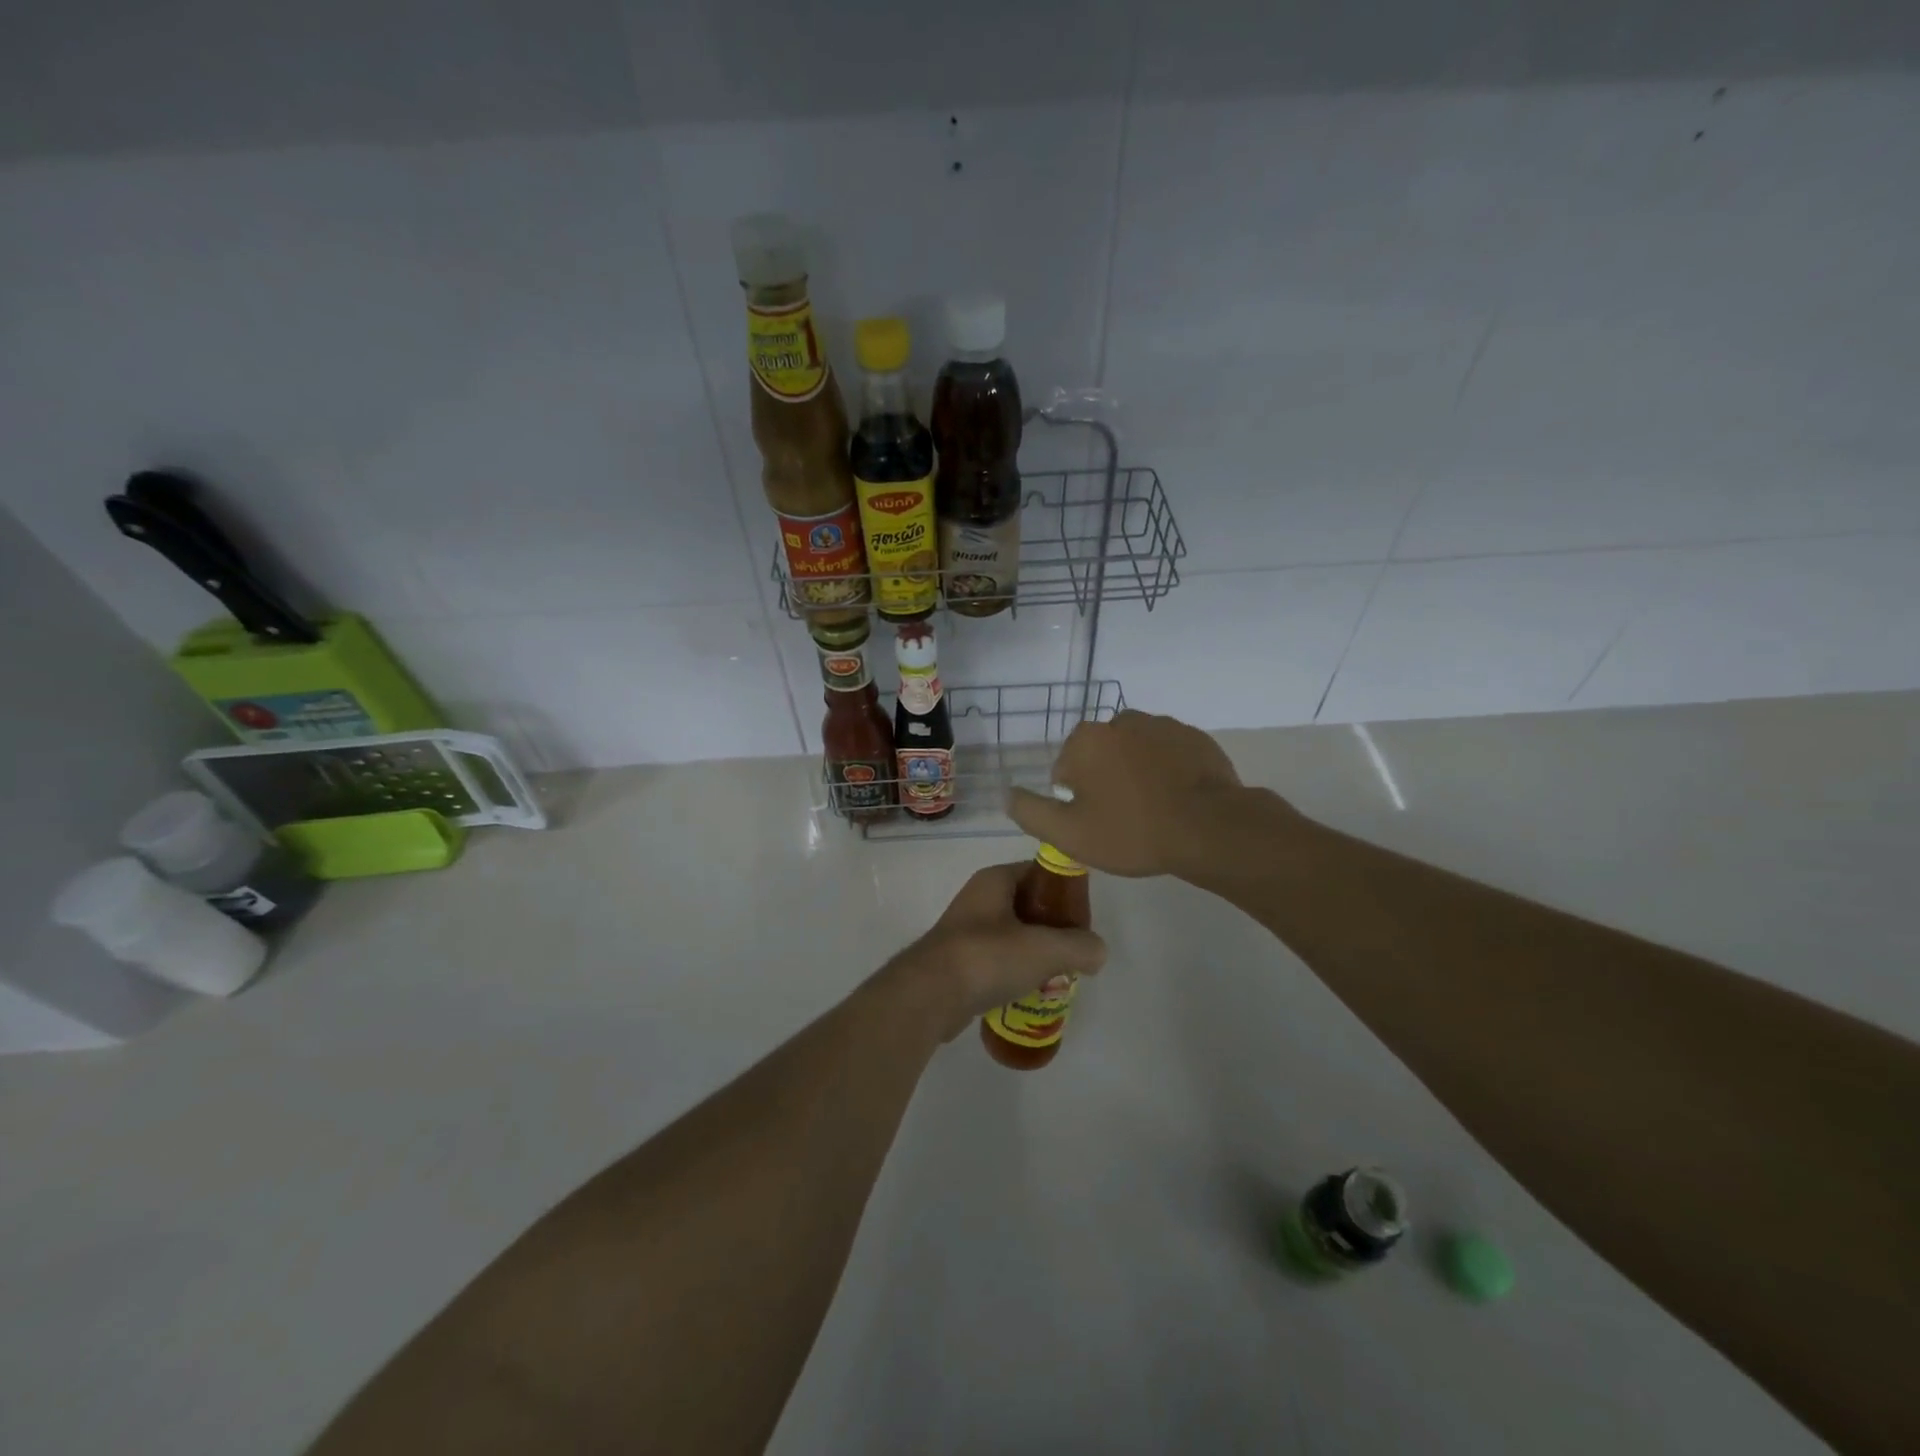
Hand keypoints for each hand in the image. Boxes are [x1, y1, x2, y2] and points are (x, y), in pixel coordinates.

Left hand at [887, 862, 1106, 1041]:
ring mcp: (966, 930)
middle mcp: (978, 898)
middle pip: (1028, 904)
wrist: (930, 996)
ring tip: (1060, 973)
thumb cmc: (988, 957)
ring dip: (1036, 951)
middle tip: (1077, 947)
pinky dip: (1016, 971)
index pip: (1039, 871)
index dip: (1065, 889)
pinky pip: (998, 960)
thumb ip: (1080, 946)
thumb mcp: (1046, 948)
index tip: (1085, 915)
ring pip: (1014, 934)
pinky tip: (1031, 991)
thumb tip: (1097, 952)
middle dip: (1054, 925)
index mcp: (995, 880)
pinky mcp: (959, 961)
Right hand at [1007, 710, 1264, 878]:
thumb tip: (1008, 794)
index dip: (1076, 800)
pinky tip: (1178, 802)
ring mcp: (1163, 725)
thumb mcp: (1068, 833)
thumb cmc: (1131, 831)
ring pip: (1135, 753)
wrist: (1210, 828)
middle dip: (1106, 782)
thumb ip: (1030, 811)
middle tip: (1124, 821)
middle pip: (1101, 756)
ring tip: (1154, 812)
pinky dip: (1168, 772)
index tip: (1096, 823)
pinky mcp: (1196, 737)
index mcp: (1086, 739)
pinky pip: (1169, 755)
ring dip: (1137, 774)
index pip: (1065, 769)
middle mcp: (1121, 720)